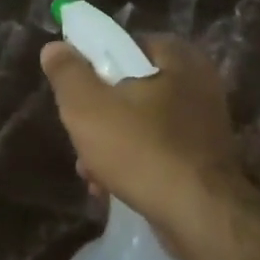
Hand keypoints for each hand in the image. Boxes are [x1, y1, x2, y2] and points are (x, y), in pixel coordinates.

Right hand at [39, 33, 251, 248]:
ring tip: (90, 172)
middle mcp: (198, 85)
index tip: (75, 89)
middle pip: (131, 88)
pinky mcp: (204, 160)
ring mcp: (204, 125)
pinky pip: (158, 151)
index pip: (127, 44)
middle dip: (99, 115)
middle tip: (79, 135)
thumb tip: (55, 47)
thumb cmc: (140, 149)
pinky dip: (133, 165)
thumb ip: (68, 72)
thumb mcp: (88, 106)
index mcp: (178, 59)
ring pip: (141, 124)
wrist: (198, 215)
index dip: (95, 64)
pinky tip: (110, 188)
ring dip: (110, 145)